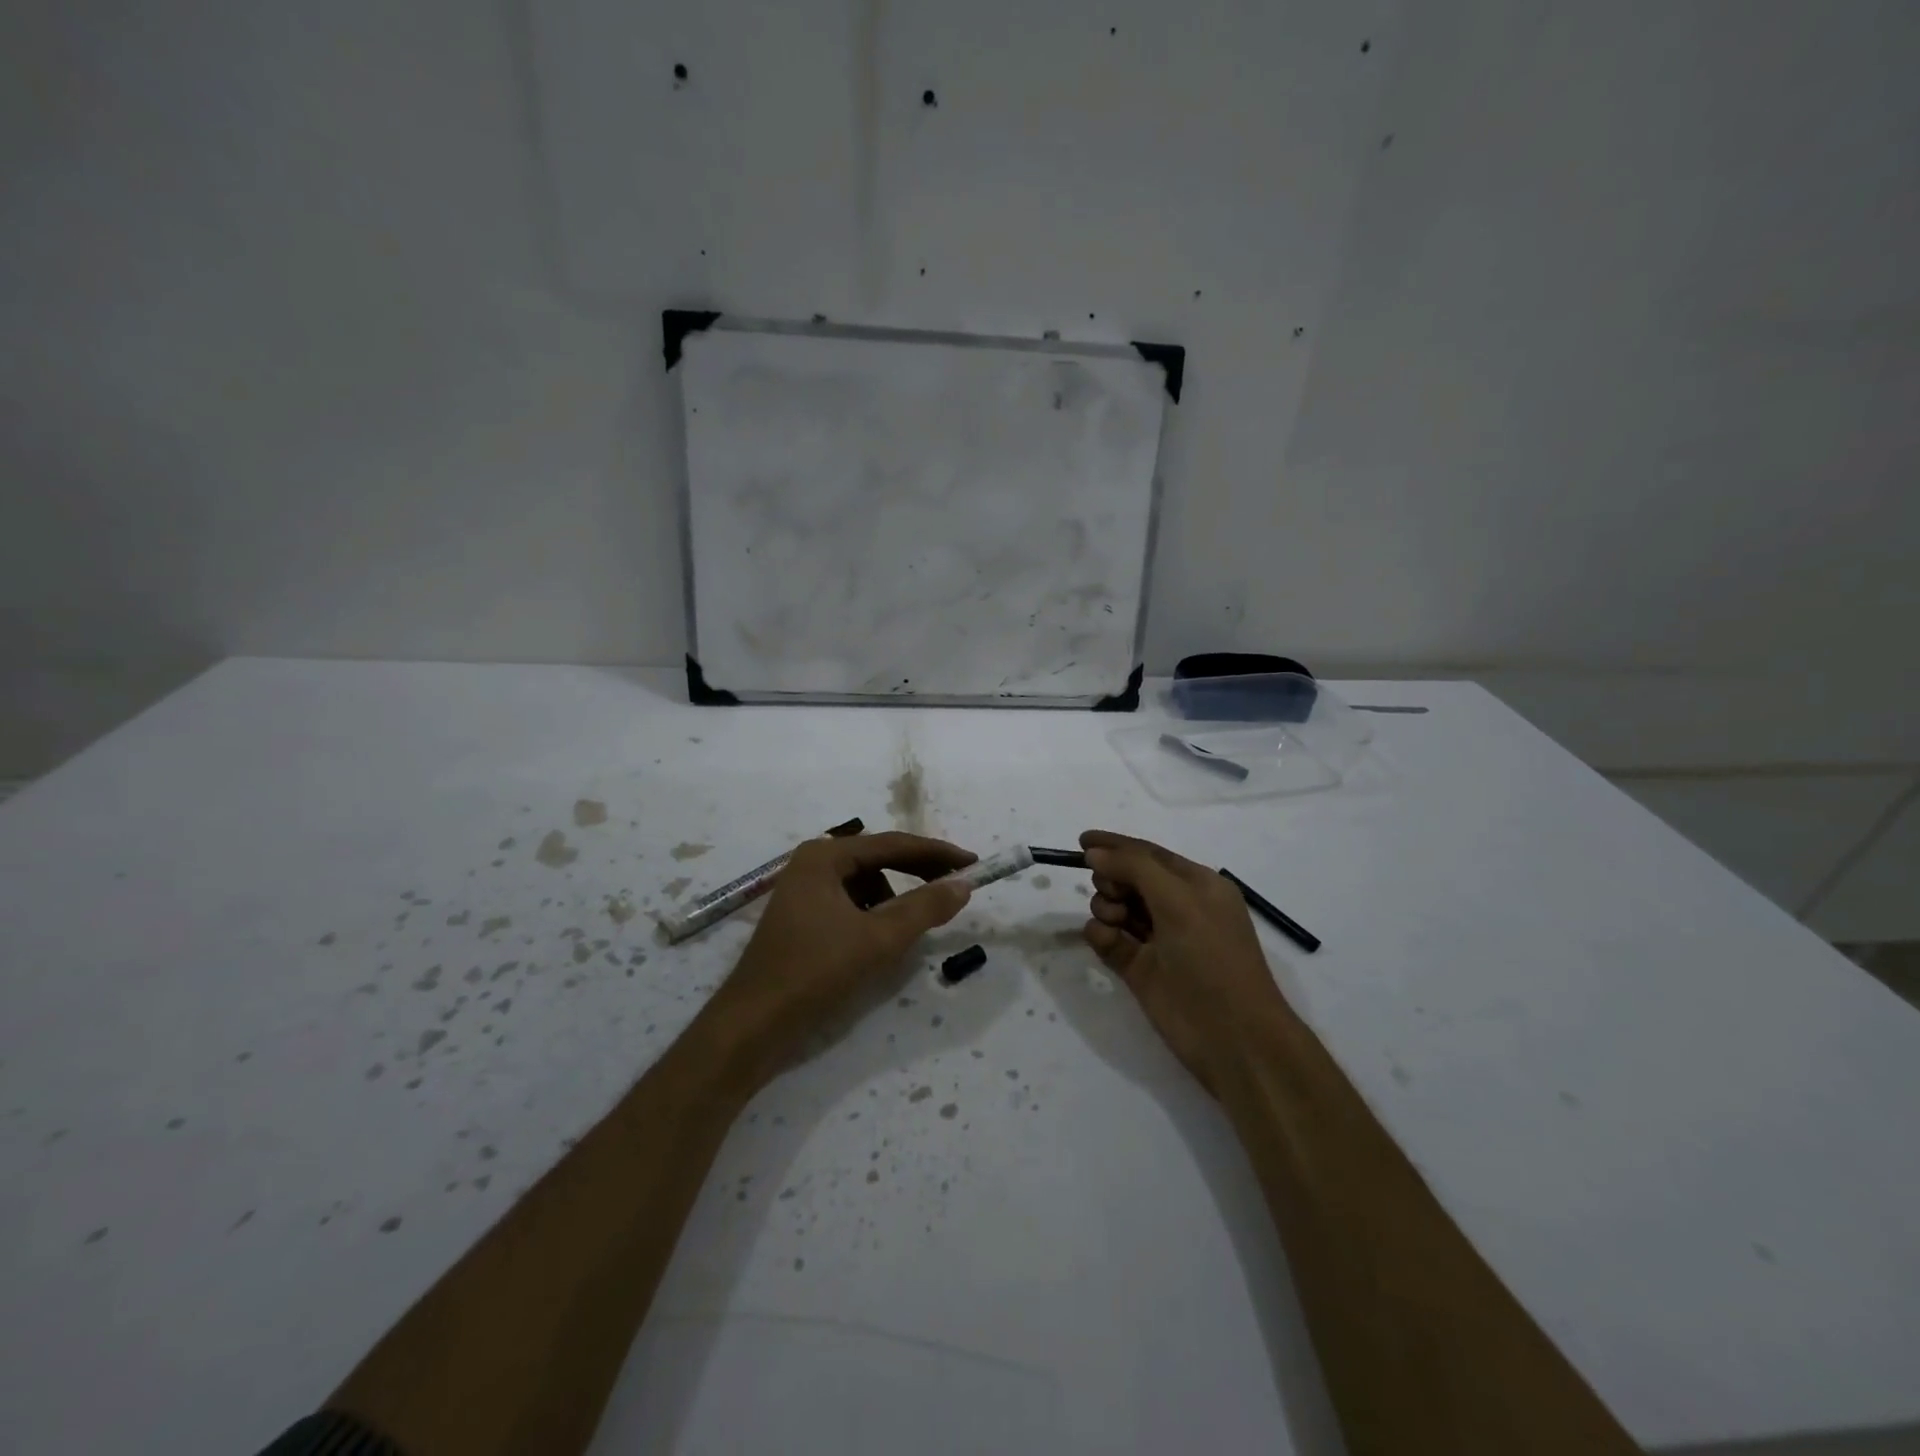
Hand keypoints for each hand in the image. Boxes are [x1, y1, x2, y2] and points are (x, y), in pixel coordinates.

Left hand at [709, 832, 975, 1084]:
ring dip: (894, 899)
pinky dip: (873, 916)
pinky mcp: (802, 917)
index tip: (973, 864)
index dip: (937, 854)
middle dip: (917, 874)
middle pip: (878, 860)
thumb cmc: (815, 972)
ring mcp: (803, 890)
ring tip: (911, 927)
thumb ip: (924, 908)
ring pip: (866, 885)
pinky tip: (880, 941)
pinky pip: (850, 904)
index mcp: (825, 856)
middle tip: (955, 888)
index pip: (893, 844)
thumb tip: (963, 884)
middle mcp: (812, 863)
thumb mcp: (878, 939)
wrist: (753, 1025)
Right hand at [1080, 830, 1292, 1094]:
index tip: (1080, 840)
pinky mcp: (1139, 969)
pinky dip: (1101, 935)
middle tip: (1112, 892)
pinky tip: (1104, 940)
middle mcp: (1177, 908)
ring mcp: (1157, 940)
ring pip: (1115, 907)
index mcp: (1197, 885)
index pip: (1149, 853)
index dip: (1116, 845)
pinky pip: (1108, 939)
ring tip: (1113, 920)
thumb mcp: (1179, 901)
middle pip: (1128, 878)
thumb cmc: (1212, 959)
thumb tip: (1094, 852)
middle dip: (1112, 878)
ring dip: (1106, 906)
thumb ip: (1134, 868)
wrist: (1233, 1038)